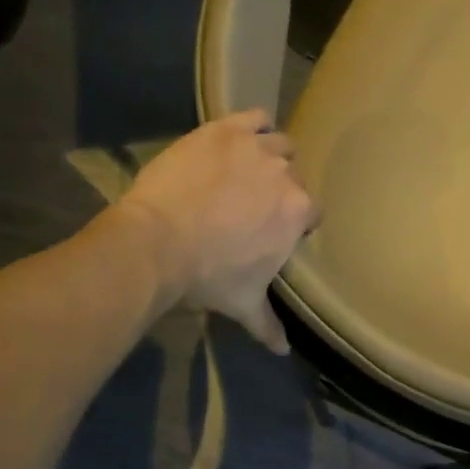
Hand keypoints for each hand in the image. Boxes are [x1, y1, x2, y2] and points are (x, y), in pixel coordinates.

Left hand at [118, 110, 318, 352]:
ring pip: (279, 144)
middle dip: (279, 190)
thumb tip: (283, 351)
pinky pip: (255, 116)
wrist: (158, 243)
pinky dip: (254, 125)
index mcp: (298, 213)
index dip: (294, 221)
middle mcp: (286, 175)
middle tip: (252, 205)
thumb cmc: (208, 275)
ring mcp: (256, 148)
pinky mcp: (226, 129)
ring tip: (246, 171)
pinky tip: (240, 138)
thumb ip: (267, 324)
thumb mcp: (243, 302)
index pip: (311, 212)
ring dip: (270, 156)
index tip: (274, 230)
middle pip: (294, 178)